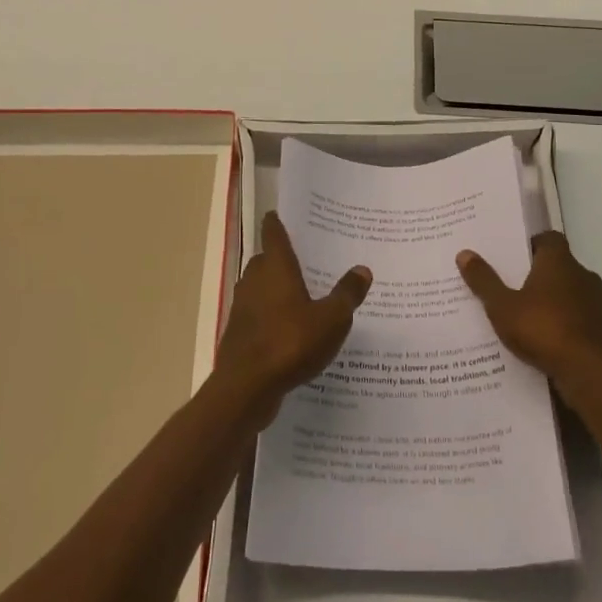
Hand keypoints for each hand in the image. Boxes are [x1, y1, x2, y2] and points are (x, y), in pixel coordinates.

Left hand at [216, 212, 370, 424]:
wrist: (246, 388)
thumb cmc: (290, 343)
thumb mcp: (331, 319)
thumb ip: (346, 294)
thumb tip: (362, 269)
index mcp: (275, 267)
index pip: (273, 233)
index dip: (277, 222)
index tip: (280, 214)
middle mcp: (254, 280)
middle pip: (266, 260)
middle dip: (281, 258)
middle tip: (307, 259)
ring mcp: (243, 308)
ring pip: (260, 288)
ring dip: (276, 289)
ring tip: (303, 295)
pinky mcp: (239, 334)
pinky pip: (258, 315)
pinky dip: (271, 316)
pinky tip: (291, 330)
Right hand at [457, 231, 601, 388]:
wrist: (590, 373)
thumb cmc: (542, 329)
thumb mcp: (502, 307)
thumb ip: (484, 281)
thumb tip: (464, 253)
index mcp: (559, 262)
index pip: (549, 239)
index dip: (533, 245)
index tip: (515, 257)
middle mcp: (584, 276)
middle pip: (561, 267)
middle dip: (541, 277)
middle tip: (516, 290)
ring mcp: (601, 304)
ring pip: (575, 295)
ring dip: (558, 303)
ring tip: (532, 321)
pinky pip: (584, 321)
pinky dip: (571, 326)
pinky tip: (553, 344)